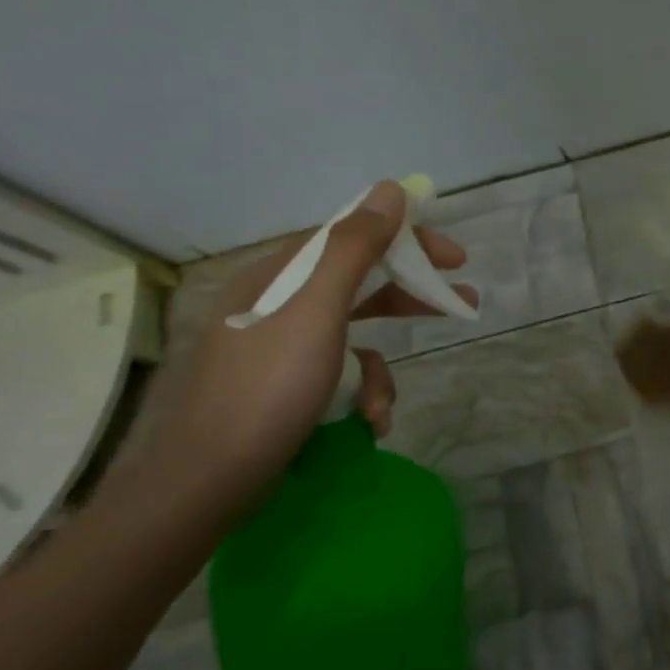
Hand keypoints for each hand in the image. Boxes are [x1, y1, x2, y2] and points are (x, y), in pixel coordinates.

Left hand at [140, 181, 474, 516]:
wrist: (208, 480)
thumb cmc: (268, 386)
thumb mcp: (318, 308)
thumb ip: (354, 247)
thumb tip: (389, 190)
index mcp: (280, 275)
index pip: (352, 237)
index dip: (407, 240)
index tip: (454, 257)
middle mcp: (277, 303)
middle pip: (358, 283)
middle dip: (409, 297)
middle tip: (461, 303)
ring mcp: (279, 348)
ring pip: (353, 337)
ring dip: (379, 370)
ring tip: (385, 406)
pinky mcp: (283, 387)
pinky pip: (337, 374)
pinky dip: (357, 397)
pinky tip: (363, 425)